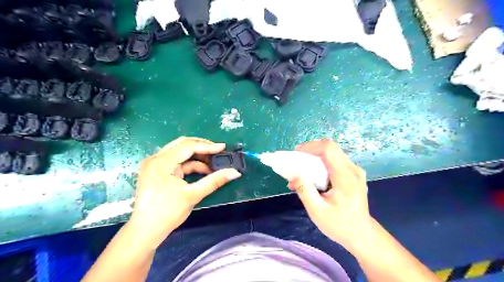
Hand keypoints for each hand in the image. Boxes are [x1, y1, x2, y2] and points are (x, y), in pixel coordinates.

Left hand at [128, 136, 240, 248]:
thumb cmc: (167, 213)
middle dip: (202, 147)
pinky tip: (203, 170)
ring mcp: (156, 164)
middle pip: (182, 144)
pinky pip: (178, 162)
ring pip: (180, 152)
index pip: (187, 146)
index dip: (207, 146)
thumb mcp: (193, 195)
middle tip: (218, 152)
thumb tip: (235, 172)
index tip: (223, 148)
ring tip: (214, 163)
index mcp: (161, 162)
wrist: (145, 232)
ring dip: (198, 157)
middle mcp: (156, 159)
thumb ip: (215, 181)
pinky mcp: (158, 171)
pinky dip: (191, 164)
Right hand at [287, 139, 373, 250]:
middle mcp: (352, 169)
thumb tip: (293, 175)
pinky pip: (334, 161)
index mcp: (345, 177)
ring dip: (314, 157)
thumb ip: (304, 191)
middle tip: (296, 161)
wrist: (361, 234)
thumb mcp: (317, 212)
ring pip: (332, 153)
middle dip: (310, 151)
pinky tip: (312, 176)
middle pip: (330, 148)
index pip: (328, 149)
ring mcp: (354, 171)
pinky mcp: (352, 174)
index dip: (310, 147)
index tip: (296, 154)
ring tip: (301, 170)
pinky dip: (320, 163)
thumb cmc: (340, 225)